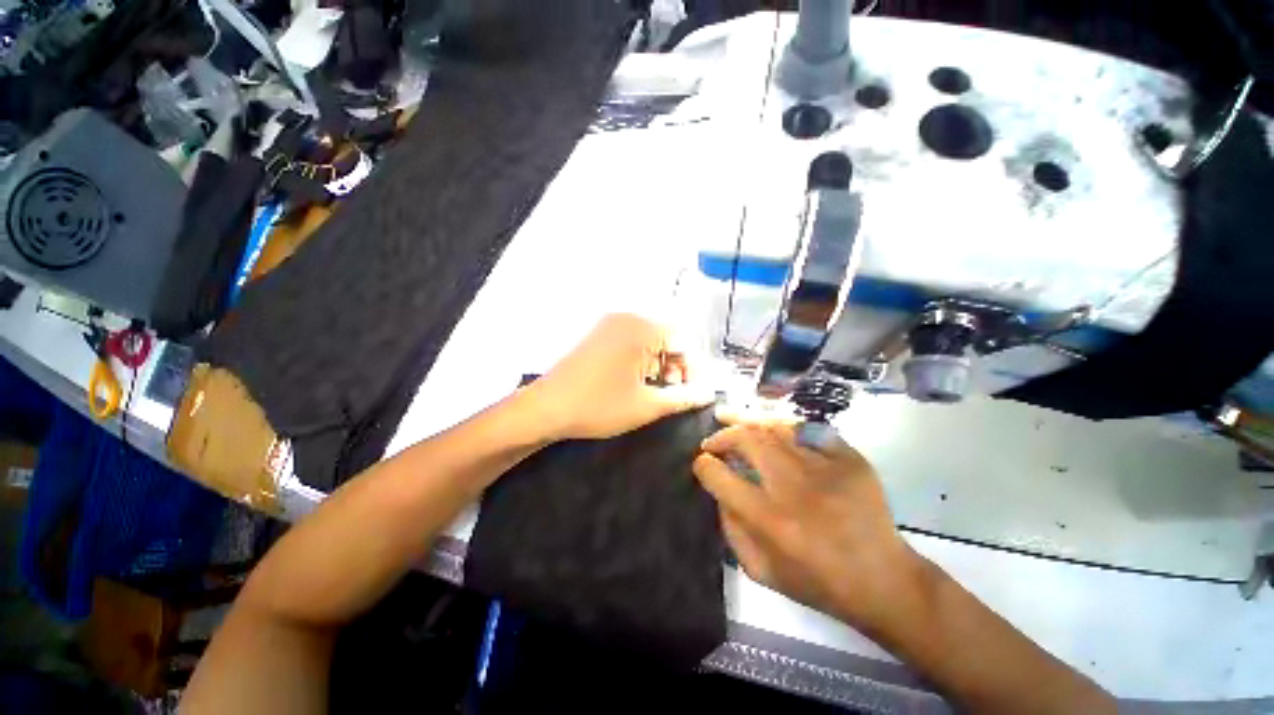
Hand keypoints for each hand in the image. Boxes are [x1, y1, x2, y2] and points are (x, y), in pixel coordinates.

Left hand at [528, 314, 713, 440]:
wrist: (545, 408)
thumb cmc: (599, 406)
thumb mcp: (646, 405)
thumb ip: (683, 398)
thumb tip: (710, 394)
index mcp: (641, 328)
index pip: (683, 341)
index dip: (694, 369)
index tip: (694, 393)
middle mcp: (627, 319)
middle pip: (667, 339)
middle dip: (677, 367)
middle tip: (676, 394)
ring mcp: (610, 325)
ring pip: (650, 342)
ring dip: (660, 366)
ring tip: (658, 392)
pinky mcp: (599, 336)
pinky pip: (632, 343)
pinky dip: (642, 362)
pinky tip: (638, 383)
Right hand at [693, 419, 925, 633]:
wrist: (883, 580)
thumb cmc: (817, 582)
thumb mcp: (761, 571)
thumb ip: (731, 529)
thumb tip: (719, 491)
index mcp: (769, 519)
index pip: (720, 476)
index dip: (704, 465)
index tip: (702, 462)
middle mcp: (793, 487)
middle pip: (746, 439)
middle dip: (722, 436)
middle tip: (715, 441)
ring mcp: (825, 467)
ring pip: (775, 428)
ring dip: (750, 426)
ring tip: (737, 426)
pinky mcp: (850, 459)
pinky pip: (809, 430)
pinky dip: (787, 429)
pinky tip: (777, 434)